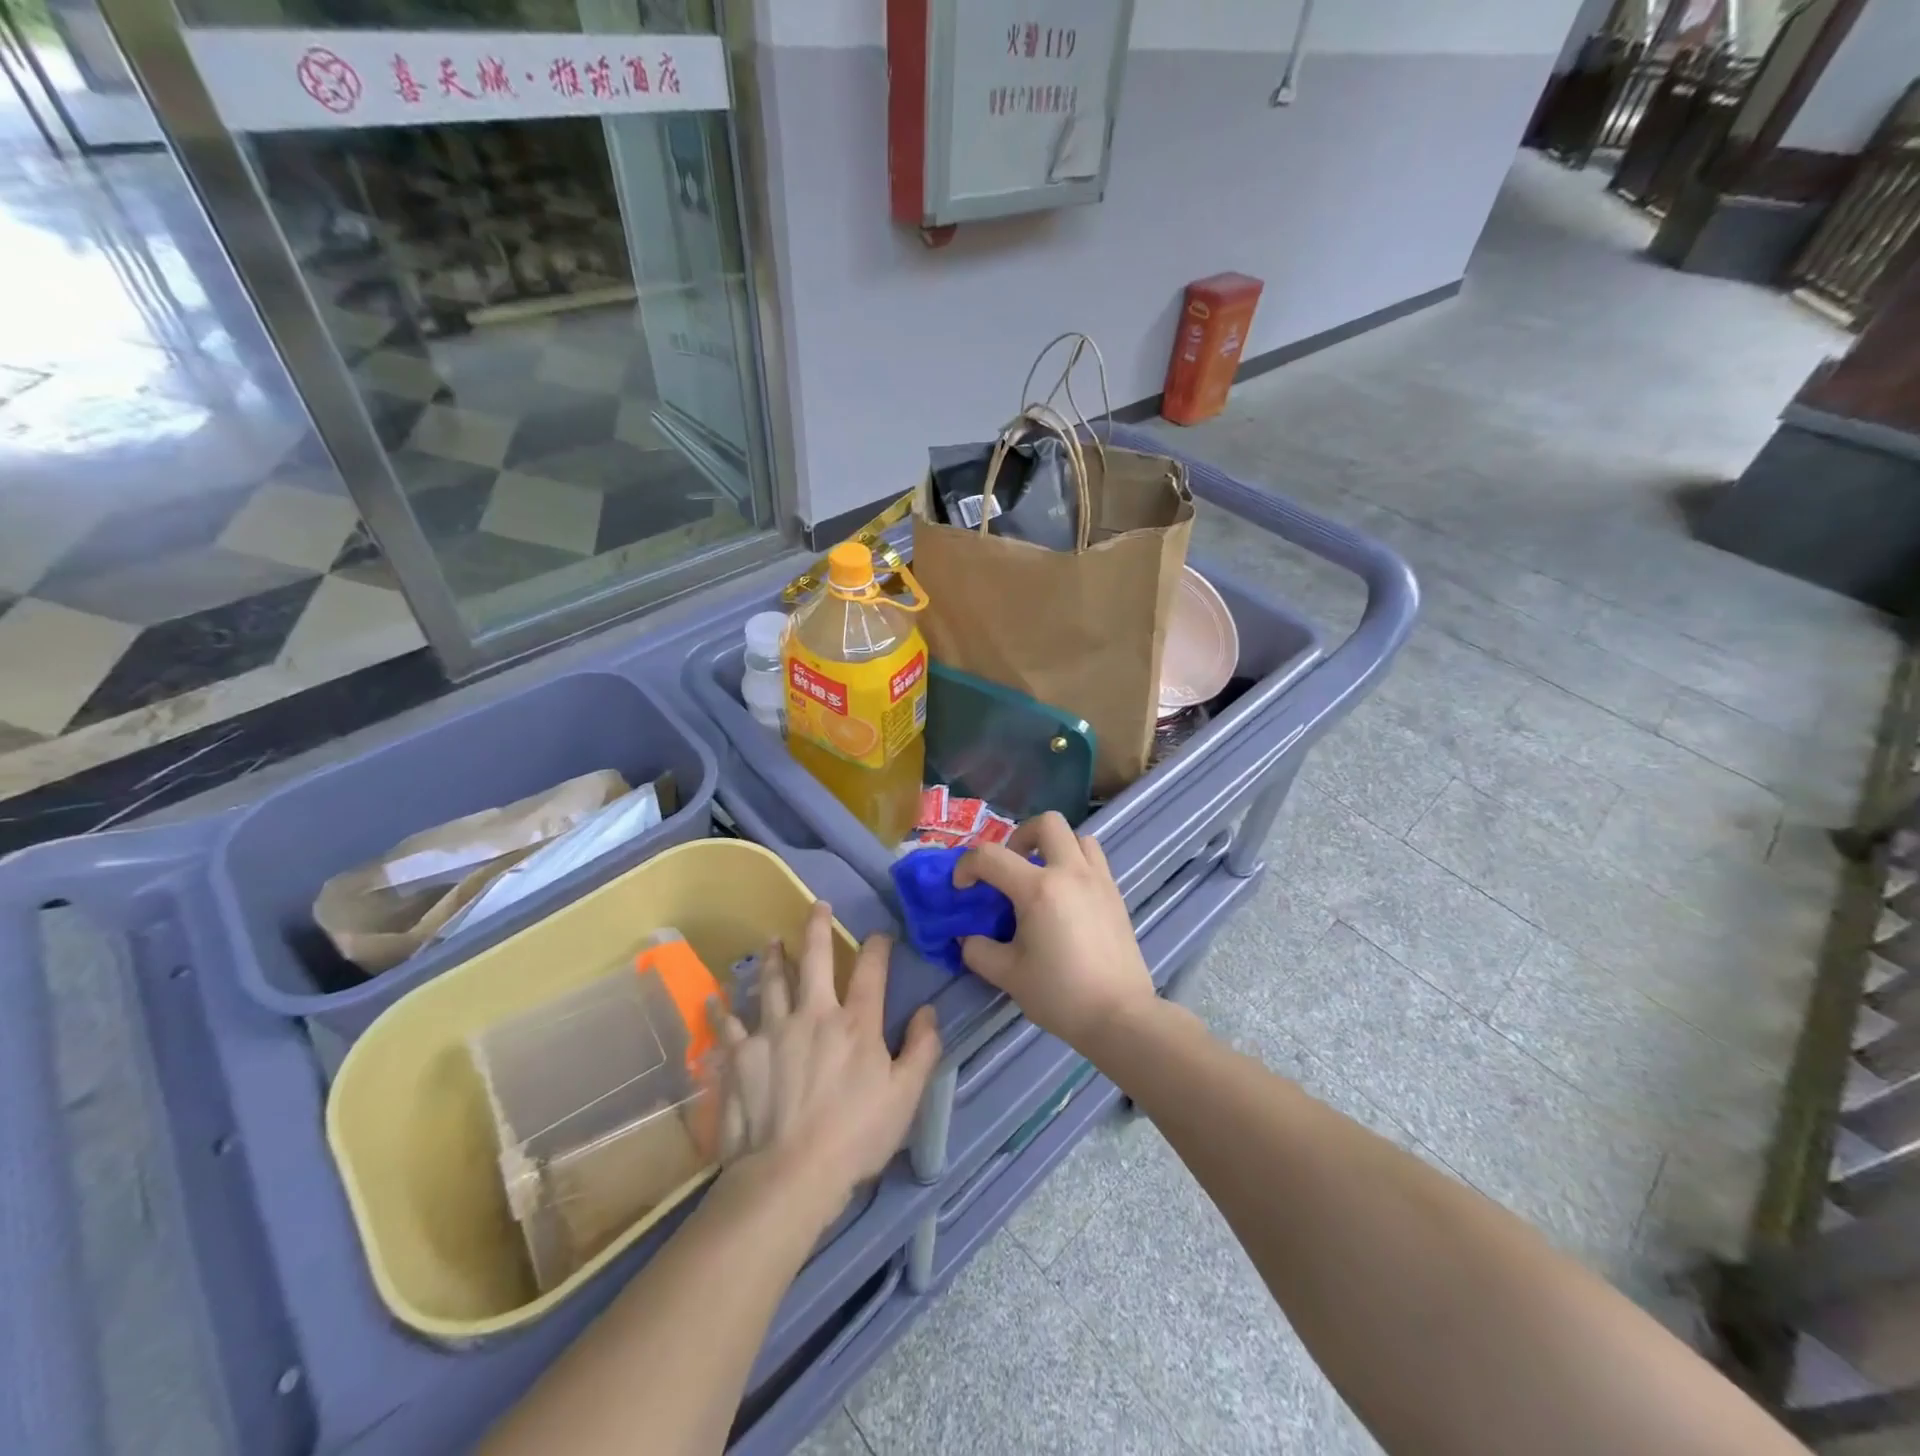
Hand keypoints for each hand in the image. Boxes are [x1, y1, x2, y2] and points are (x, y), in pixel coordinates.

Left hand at [710, 902, 939, 1217]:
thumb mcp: (905, 1097)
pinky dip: (722, 1009)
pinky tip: (715, 998)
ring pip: (771, 982)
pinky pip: (728, 1025)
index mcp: (856, 1023)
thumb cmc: (855, 1137)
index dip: (877, 947)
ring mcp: (773, 1031)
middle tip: (817, 907)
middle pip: (815, 959)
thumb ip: (922, 1049)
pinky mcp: (741, 1055)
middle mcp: (814, 1014)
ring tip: (771, 942)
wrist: (789, 1174)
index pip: (871, 971)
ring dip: (772, 958)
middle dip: (817, 928)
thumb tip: (930, 1010)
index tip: (880, 935)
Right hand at [953, 812, 1154, 1048]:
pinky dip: (1074, 864)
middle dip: (1019, 836)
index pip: (991, 856)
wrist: (1120, 1015)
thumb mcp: (1008, 975)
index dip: (967, 866)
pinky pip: (1094, 860)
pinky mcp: (1116, 894)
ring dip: (1053, 847)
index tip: (961, 888)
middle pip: (1046, 823)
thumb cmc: (1061, 994)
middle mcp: (1071, 872)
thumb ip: (978, 950)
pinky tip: (1065, 898)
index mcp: (1039, 889)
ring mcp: (1099, 880)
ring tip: (1041, 877)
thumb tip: (968, 937)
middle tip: (1009, 868)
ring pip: (1077, 837)